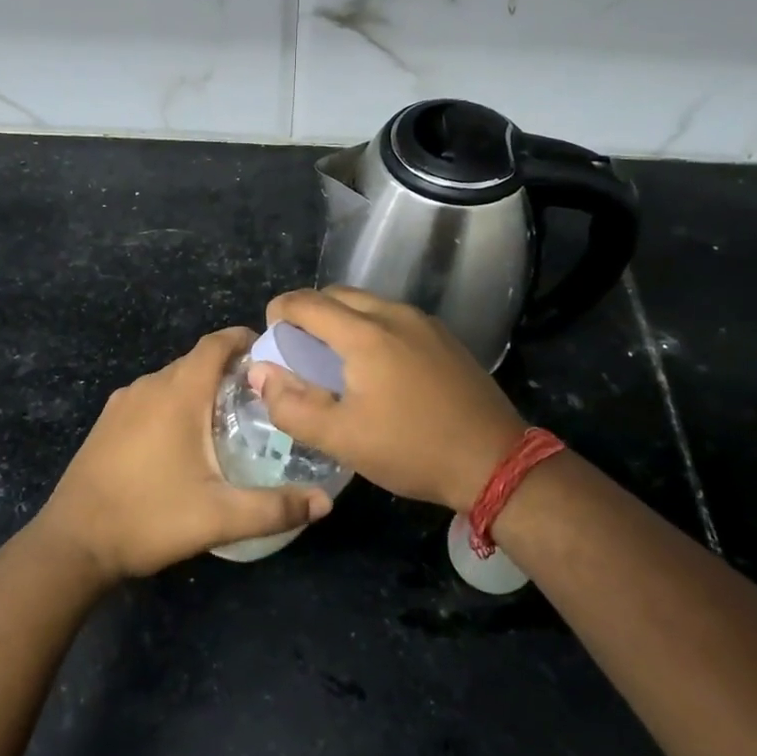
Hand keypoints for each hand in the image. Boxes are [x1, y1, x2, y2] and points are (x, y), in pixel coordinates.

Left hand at [34, 327, 333, 581]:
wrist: (73, 543)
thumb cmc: (148, 518)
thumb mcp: (219, 517)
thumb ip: (275, 508)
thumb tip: (325, 503)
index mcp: (178, 393)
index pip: (216, 343)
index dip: (244, 339)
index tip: (273, 355)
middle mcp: (149, 386)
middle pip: (196, 361)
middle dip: (230, 370)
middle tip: (262, 398)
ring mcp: (123, 402)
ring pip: (172, 380)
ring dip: (201, 388)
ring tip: (230, 419)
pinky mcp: (107, 422)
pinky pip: (151, 397)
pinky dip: (175, 403)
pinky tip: (185, 440)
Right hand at [255, 288, 527, 512]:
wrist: (495, 461)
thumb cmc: (411, 449)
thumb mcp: (341, 438)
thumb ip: (291, 405)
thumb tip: (261, 372)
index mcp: (365, 334)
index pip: (306, 302)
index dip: (279, 312)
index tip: (271, 338)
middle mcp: (393, 314)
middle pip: (336, 295)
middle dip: (309, 313)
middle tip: (299, 351)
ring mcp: (424, 322)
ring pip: (367, 303)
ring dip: (341, 319)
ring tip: (335, 360)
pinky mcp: (444, 336)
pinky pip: (393, 317)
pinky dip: (370, 327)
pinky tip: (377, 367)